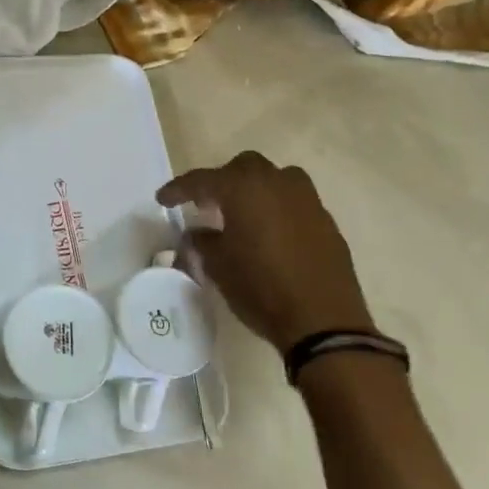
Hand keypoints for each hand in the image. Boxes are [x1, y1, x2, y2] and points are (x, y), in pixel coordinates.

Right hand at [156, 153, 377, 354]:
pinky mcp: (326, 221)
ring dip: (255, 189)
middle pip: (243, 167)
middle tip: (207, 205)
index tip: (163, 199)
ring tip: (243, 214)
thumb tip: (197, 233)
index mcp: (243, 189)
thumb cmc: (261, 288)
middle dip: (221, 181)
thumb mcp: (218, 267)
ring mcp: (306, 200)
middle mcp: (276, 184)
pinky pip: (295, 202)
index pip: (202, 180)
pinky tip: (270, 234)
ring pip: (275, 178)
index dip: (178, 189)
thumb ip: (203, 242)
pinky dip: (277, 209)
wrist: (323, 321)